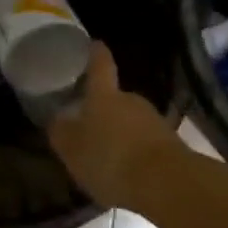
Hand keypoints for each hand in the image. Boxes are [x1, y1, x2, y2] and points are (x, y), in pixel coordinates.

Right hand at [48, 42, 182, 206]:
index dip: (96, 54)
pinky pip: (145, 142)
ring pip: (130, 121)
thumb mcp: (72, 150)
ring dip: (119, 133)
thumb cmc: (110, 159)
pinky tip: (126, 172)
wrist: (167, 183)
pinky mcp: (170, 144)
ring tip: (106, 155)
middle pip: (115, 98)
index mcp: (104, 96)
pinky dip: (135, 152)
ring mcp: (154, 121)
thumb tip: (56, 118)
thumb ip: (61, 132)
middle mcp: (131, 101)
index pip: (100, 66)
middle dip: (103, 109)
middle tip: (88, 124)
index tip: (94, 43)